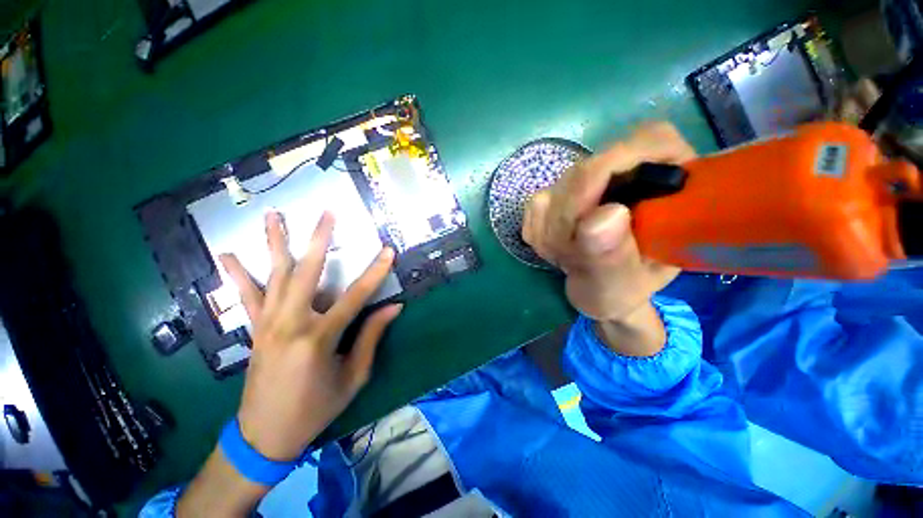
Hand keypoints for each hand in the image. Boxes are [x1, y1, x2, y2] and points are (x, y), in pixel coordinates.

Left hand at [220, 210, 400, 460]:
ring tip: (274, 215)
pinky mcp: (256, 329)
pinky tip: (229, 256)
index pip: (355, 297)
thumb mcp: (354, 377)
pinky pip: (247, 297)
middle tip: (327, 213)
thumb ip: (371, 337)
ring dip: (275, 243)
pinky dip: (238, 275)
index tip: (388, 251)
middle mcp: (290, 323)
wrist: (266, 434)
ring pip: (273, 275)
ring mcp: (268, 324)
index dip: (375, 272)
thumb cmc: (316, 408)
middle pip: (306, 272)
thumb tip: (394, 308)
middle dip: (319, 239)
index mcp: (319, 338)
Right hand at [522, 123, 694, 353]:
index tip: (588, 220)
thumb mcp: (623, 284)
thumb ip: (613, 256)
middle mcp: (625, 169)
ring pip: (552, 191)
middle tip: (575, 258)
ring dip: (553, 233)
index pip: (645, 140)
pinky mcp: (554, 193)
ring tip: (571, 258)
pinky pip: (534, 208)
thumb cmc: (622, 289)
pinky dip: (539, 234)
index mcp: (668, 180)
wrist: (596, 289)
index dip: (611, 171)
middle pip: (584, 172)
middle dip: (571, 221)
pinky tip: (556, 249)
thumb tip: (604, 215)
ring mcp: (584, 181)